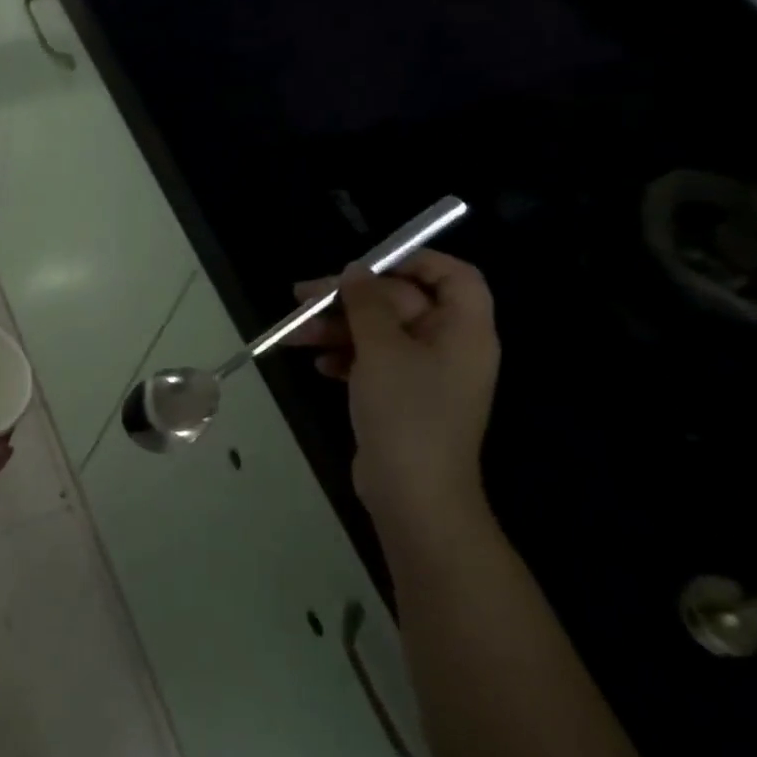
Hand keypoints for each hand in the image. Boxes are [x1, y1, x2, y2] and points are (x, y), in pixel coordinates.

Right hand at [290, 252, 498, 537]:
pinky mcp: (402, 398)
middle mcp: (449, 347)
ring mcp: (425, 375)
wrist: (413, 494)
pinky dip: (346, 357)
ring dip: (337, 328)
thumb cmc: (407, 412)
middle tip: (302, 297)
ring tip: (294, 334)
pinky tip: (319, 364)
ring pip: (379, 333)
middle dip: (350, 299)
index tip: (365, 265)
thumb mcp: (382, 349)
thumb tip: (355, 270)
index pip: (453, 276)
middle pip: (401, 303)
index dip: (413, 261)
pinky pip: (373, 362)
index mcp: (463, 330)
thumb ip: (367, 303)